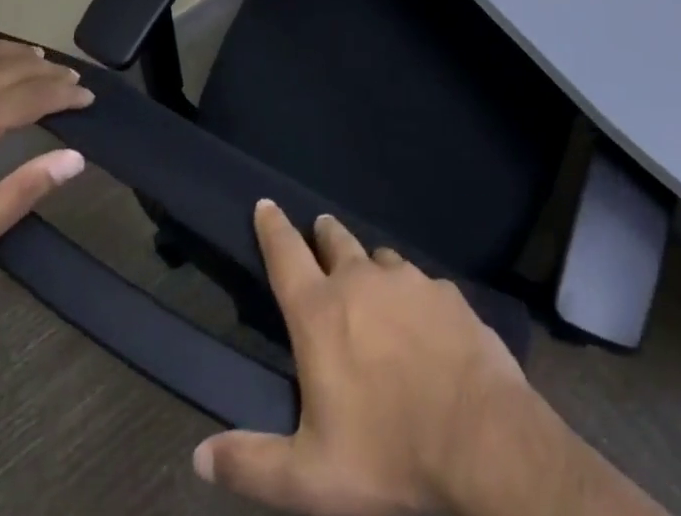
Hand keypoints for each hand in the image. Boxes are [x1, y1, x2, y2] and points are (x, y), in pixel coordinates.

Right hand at [192, 202, 544, 515]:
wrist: (481, 438)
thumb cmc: (387, 455)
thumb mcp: (308, 477)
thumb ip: (250, 463)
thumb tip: (199, 456)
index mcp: (320, 313)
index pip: (286, 255)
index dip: (272, 227)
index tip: (266, 203)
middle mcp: (361, 281)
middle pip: (335, 241)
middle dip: (322, 236)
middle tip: (319, 234)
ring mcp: (408, 281)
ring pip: (380, 258)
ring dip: (368, 263)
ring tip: (370, 279)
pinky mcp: (446, 292)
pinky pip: (419, 282)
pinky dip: (410, 293)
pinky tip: (420, 319)